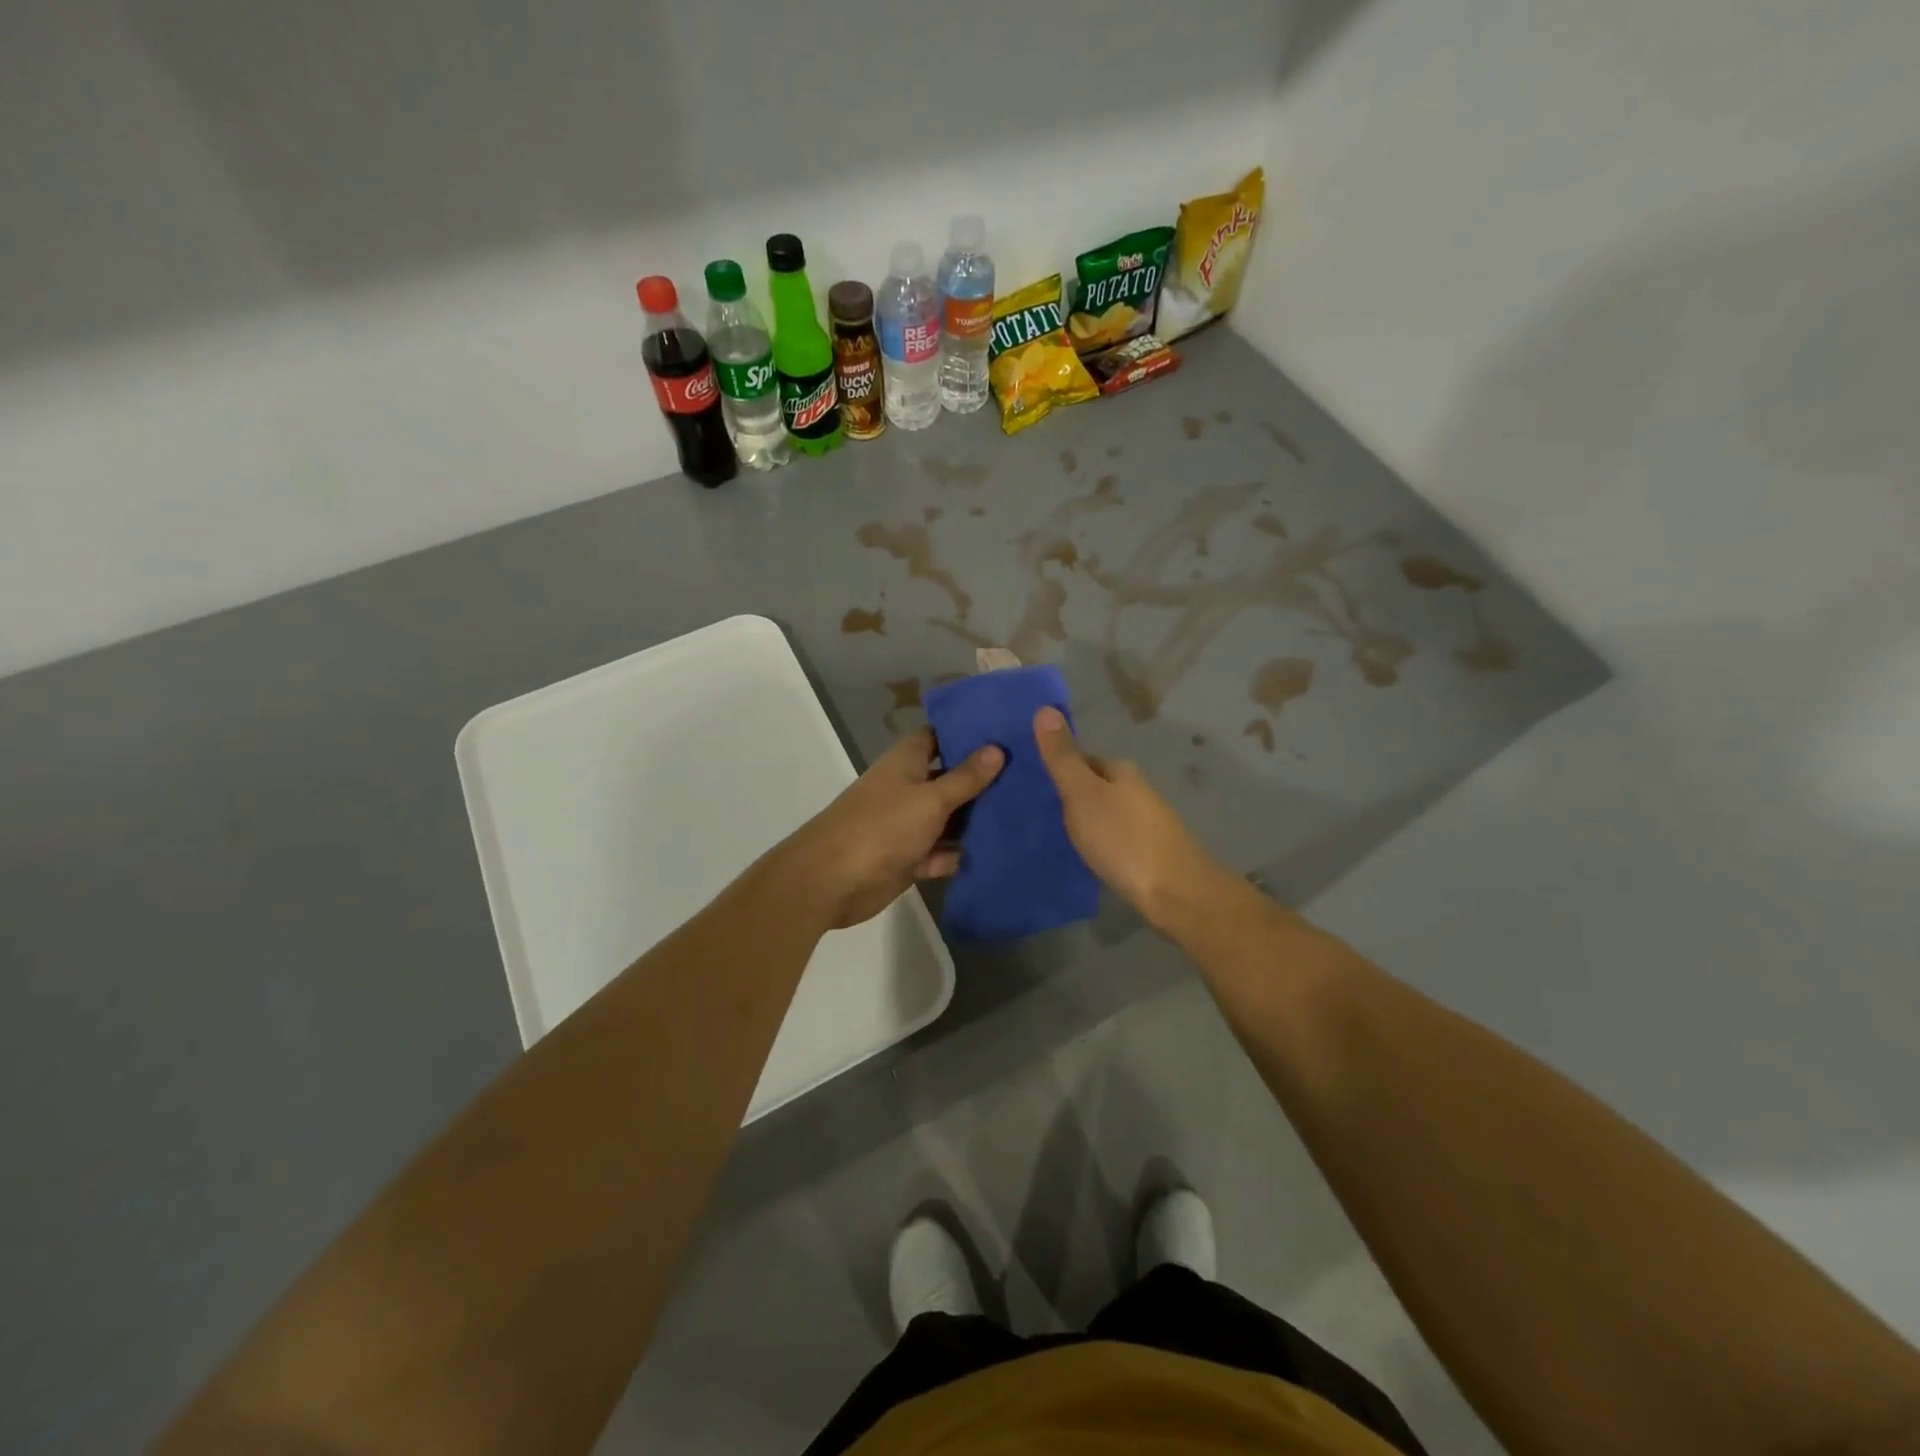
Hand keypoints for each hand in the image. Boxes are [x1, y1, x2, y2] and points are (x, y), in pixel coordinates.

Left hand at [782, 728, 1003, 928]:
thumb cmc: (882, 827)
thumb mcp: (931, 799)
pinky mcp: (907, 858)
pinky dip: (957, 855)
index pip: (939, 736)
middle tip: (1030, 776)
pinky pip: (939, 853)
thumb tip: (996, 749)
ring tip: (1025, 816)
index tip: (1005, 732)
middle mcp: (907, 788)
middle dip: (981, 780)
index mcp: (906, 762)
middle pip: (949, 778)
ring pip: (947, 818)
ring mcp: (906, 824)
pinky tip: (996, 854)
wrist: (832, 881)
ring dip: (974, 821)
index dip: (967, 733)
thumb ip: (965, 778)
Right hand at [1032, 706, 1223, 928]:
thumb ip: (1063, 757)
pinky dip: (1100, 839)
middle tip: (1038, 811)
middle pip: (1096, 784)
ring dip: (1086, 817)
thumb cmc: (1123, 839)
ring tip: (1057, 834)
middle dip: (1071, 793)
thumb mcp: (1083, 794)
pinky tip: (1089, 854)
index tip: (1032, 783)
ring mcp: (1148, 821)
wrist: (1176, 893)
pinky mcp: (1151, 851)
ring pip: (1107, 810)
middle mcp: (1137, 789)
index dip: (1058, 767)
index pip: (1083, 758)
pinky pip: (1116, 835)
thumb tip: (1045, 707)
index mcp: (1121, 770)